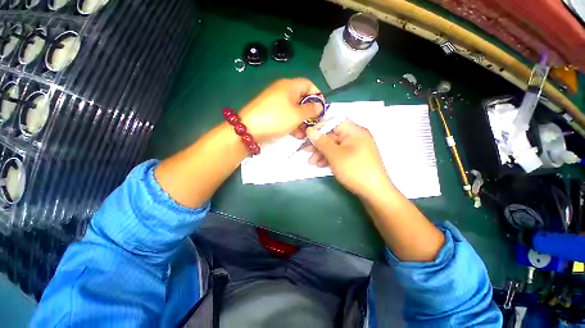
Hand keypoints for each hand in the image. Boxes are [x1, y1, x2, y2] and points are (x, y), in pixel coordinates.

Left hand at [239, 78, 321, 142]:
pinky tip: (296, 135)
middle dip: (310, 113)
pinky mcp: (271, 113)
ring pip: (294, 109)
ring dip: (302, 121)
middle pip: (302, 98)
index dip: (317, 96)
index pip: (309, 84)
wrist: (249, 129)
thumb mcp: (297, 115)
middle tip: (314, 125)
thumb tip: (319, 105)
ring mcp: (276, 102)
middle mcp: (283, 91)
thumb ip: (311, 110)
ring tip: (305, 134)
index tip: (322, 109)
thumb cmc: (276, 118)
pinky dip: (292, 124)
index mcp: (290, 86)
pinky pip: (286, 116)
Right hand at [305, 121, 392, 197]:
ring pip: (334, 146)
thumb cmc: (354, 170)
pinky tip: (320, 165)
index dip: (319, 127)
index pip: (333, 122)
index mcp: (354, 131)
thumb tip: (310, 130)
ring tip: (311, 162)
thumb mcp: (335, 155)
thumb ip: (321, 141)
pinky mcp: (355, 158)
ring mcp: (356, 148)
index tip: (307, 136)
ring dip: (321, 153)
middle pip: (333, 135)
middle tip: (306, 151)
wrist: (374, 192)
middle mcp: (356, 136)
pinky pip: (339, 153)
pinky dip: (329, 158)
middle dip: (318, 144)